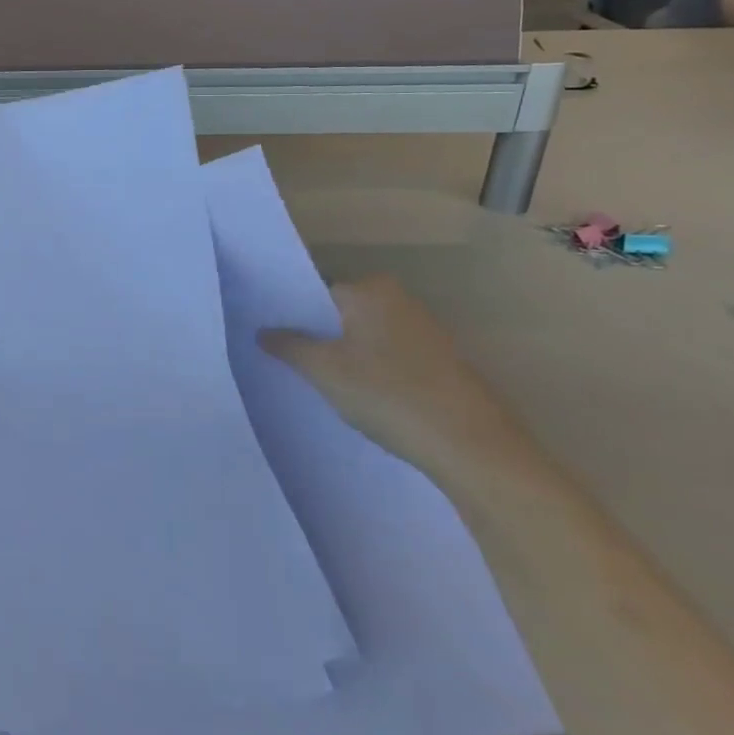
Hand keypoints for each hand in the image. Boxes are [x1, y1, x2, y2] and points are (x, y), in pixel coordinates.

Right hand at [259, 276, 520, 483]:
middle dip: (317, 334)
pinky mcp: (440, 360)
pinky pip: (390, 354)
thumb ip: (289, 346)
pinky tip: (361, 395)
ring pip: (366, 335)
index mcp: (369, 289)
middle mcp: (398, 298)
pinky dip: (372, 368)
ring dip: (345, 354)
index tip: (272, 338)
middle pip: (341, 313)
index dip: (291, 315)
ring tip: (321, 382)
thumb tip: (263, 331)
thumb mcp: (324, 371)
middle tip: (290, 362)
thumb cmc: (387, 394)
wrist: (470, 445)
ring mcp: (424, 329)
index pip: (316, 292)